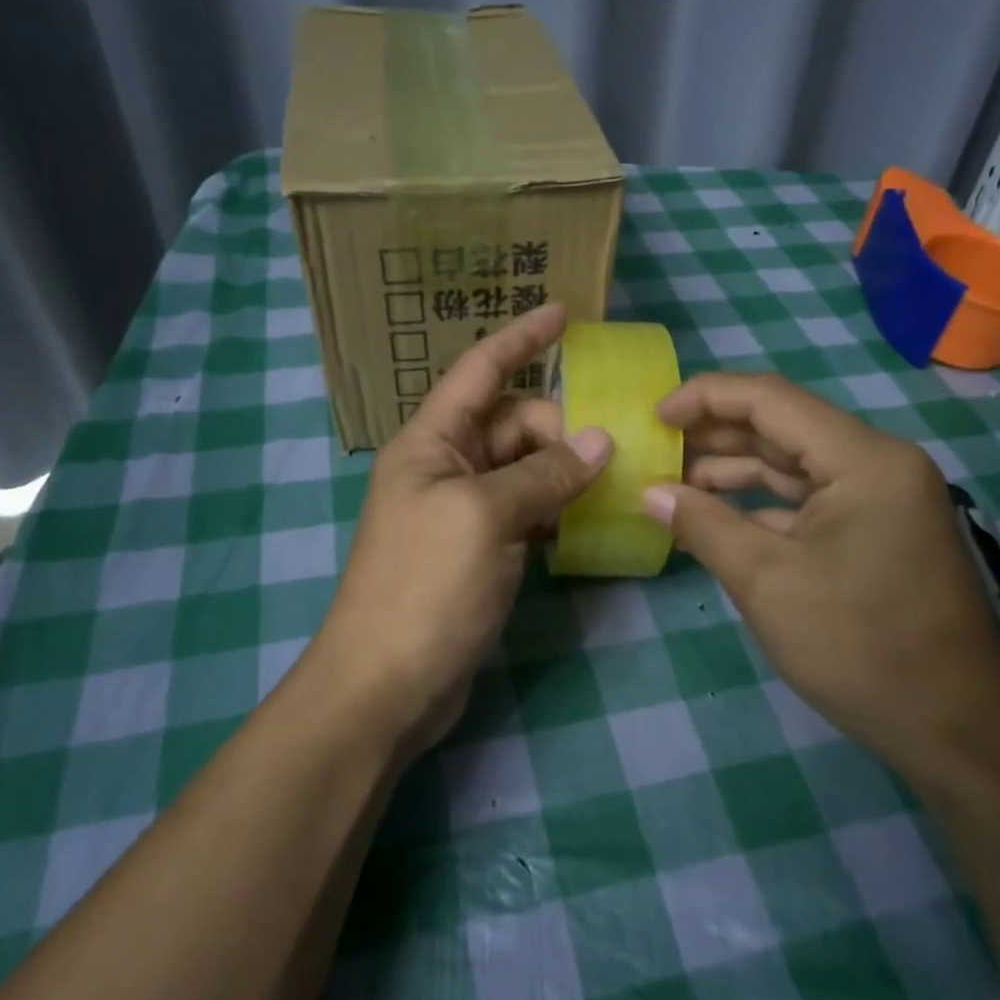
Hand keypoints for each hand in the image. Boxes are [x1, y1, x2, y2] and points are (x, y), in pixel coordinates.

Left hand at [312, 304, 611, 756]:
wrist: (385, 685)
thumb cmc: (425, 586)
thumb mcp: (485, 518)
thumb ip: (544, 474)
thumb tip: (600, 440)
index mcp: (431, 442)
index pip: (480, 372)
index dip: (520, 339)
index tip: (564, 313)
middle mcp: (445, 467)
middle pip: (513, 424)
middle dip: (559, 428)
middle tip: (608, 454)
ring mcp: (463, 512)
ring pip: (525, 469)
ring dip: (564, 470)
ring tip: (613, 479)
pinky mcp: (480, 552)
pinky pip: (526, 511)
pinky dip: (556, 509)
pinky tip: (589, 519)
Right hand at [642, 371, 999, 773]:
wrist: (956, 730)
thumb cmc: (859, 646)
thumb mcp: (766, 581)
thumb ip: (704, 525)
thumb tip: (650, 493)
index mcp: (863, 459)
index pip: (771, 399)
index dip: (706, 397)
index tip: (654, 416)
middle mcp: (877, 464)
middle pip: (783, 426)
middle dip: (715, 433)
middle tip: (655, 446)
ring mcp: (880, 499)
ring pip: (793, 464)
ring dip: (733, 470)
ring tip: (672, 482)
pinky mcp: (875, 532)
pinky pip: (807, 500)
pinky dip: (760, 504)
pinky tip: (715, 515)